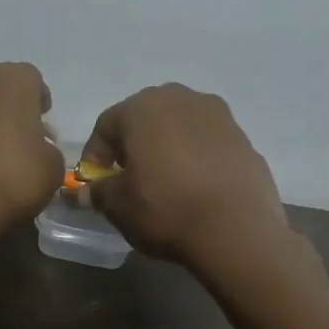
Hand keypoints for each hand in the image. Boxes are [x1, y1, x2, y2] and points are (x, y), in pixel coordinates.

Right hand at [81, 84, 290, 273]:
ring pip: (179, 127)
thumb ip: (98, 193)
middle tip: (129, 179)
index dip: (95, 156)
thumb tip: (83, 193)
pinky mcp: (244, 137)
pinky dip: (196, 158)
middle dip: (132, 146)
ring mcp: (218, 115)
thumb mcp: (119, 206)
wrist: (238, 230)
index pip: (106, 126)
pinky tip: (196, 187)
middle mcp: (181, 98)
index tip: (95, 184)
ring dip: (166, 148)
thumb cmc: (166, 209)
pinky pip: (207, 143)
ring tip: (165, 183)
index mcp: (143, 107)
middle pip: (144, 119)